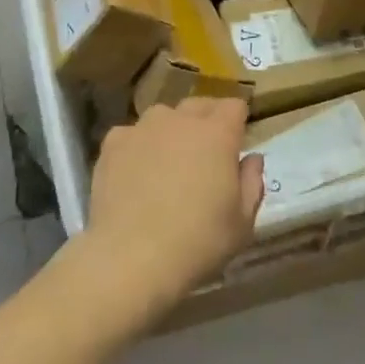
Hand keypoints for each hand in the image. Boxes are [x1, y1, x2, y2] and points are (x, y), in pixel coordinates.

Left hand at [81, 97, 263, 323]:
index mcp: (218, 134)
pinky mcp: (113, 144)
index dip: (238, 121)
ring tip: (167, 160)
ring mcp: (143, 129)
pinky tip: (135, 173)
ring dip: (171, 130)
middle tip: (206, 153)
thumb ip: (252, 183)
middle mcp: (180, 120)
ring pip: (163, 116)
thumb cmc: (198, 242)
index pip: (235, 106)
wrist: (131, 257)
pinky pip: (131, 135)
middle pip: (199, 105)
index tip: (237, 141)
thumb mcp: (243, 223)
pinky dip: (137, 147)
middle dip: (207, 120)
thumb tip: (251, 158)